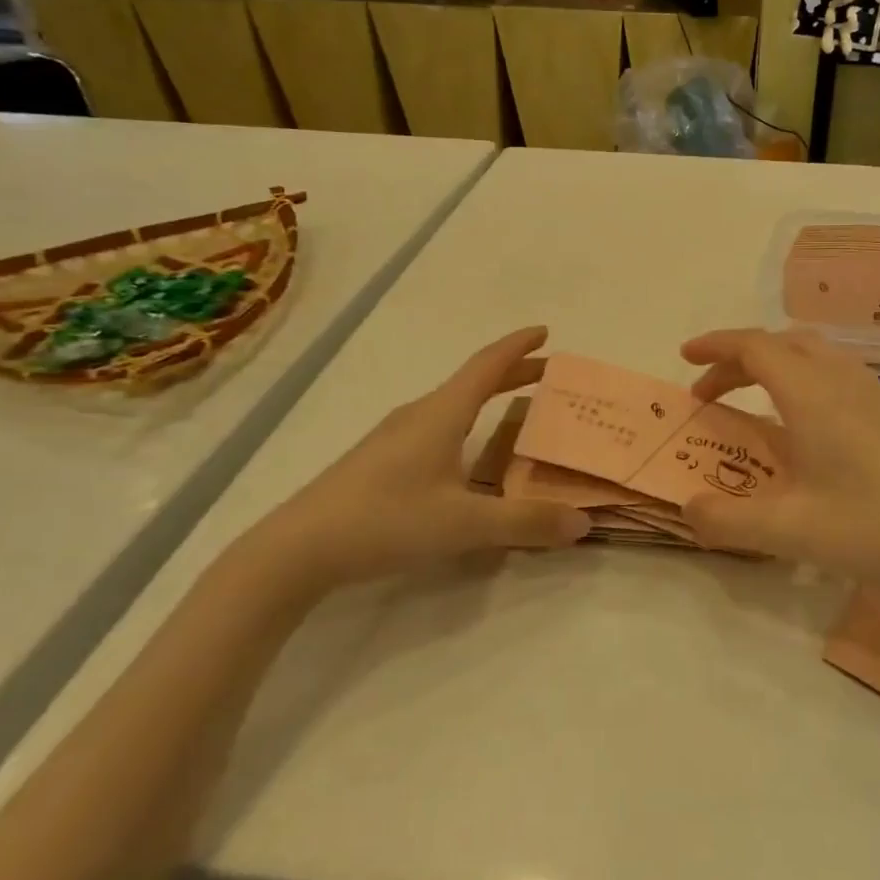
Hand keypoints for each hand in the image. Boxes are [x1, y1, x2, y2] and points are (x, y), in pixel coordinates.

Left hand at [244, 326, 588, 597]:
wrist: (297, 548)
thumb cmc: (385, 520)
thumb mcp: (463, 525)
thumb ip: (525, 522)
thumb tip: (582, 522)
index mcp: (441, 414)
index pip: (487, 365)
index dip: (518, 346)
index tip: (546, 332)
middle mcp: (419, 414)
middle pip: (473, 381)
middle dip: (513, 373)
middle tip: (548, 375)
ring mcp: (394, 436)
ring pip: (453, 404)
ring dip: (489, 398)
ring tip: (516, 411)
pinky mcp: (380, 460)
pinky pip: (437, 425)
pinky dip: (467, 423)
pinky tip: (467, 455)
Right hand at [680, 328, 879, 592]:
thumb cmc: (872, 527)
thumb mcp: (789, 531)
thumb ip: (727, 520)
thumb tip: (689, 509)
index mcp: (810, 393)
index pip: (753, 347)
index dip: (714, 346)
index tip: (683, 357)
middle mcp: (840, 379)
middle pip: (780, 343)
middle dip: (737, 358)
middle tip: (709, 392)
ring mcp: (870, 391)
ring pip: (810, 353)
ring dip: (771, 365)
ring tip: (749, 400)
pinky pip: (831, 371)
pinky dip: (799, 378)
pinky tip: (800, 423)